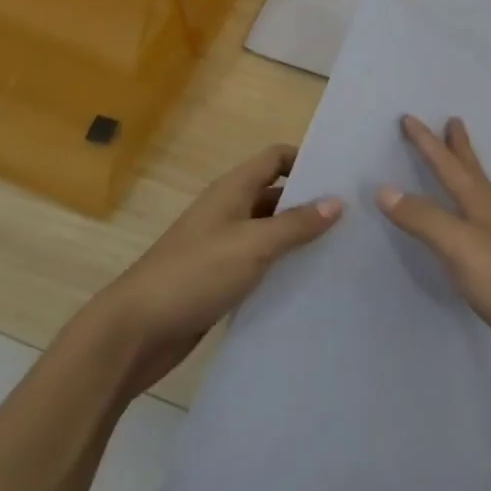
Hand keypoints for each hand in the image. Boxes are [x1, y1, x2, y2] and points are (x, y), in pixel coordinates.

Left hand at [92, 144, 342, 395]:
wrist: (135, 332)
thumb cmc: (195, 275)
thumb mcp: (253, 245)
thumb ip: (296, 224)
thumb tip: (337, 201)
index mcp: (232, 190)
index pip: (276, 158)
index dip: (307, 159)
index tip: (343, 175)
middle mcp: (229, 210)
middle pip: (277, 194)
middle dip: (311, 202)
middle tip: (355, 215)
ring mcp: (223, 246)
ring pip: (270, 231)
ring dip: (299, 237)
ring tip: (343, 248)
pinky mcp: (221, 278)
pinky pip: (260, 263)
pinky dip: (283, 266)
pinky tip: (311, 280)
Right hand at [377, 115, 490, 390]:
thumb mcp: (460, 248)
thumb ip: (424, 219)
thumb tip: (385, 189)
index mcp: (483, 206)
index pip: (449, 167)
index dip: (428, 143)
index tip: (409, 118)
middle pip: (474, 173)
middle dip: (460, 148)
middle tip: (454, 121)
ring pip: (487, 197)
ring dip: (474, 177)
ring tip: (473, 168)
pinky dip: (483, 212)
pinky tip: (489, 227)